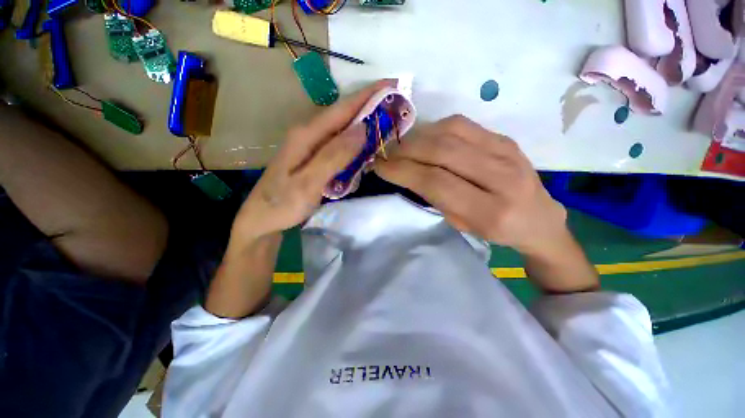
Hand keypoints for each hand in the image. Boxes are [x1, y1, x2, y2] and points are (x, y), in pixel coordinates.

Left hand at [228, 81, 392, 248]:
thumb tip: (362, 129)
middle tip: (396, 106)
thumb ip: (334, 155)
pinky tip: (367, 148)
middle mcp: (309, 135)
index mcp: (306, 135)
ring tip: (387, 123)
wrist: (262, 220)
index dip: (367, 95)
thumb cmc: (282, 204)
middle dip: (369, 108)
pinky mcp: (314, 158)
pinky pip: (339, 146)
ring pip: (343, 131)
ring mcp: (311, 147)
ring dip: (364, 125)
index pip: (342, 109)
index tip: (392, 85)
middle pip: (343, 117)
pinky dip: (355, 144)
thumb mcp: (308, 182)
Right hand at [375, 115, 567, 256]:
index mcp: (490, 211)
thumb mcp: (462, 225)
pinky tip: (426, 139)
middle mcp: (502, 177)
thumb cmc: (496, 230)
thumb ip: (436, 198)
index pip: (436, 182)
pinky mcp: (505, 138)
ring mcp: (507, 151)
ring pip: (450, 131)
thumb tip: (408, 171)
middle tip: (387, 155)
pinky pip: (462, 124)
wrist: (539, 219)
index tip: (379, 166)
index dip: (402, 171)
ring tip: (404, 148)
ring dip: (418, 137)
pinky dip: (436, 129)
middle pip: (442, 151)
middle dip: (406, 151)